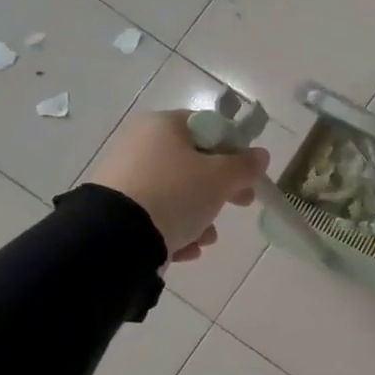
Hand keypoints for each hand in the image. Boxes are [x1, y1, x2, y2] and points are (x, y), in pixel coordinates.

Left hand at [87, 110, 268, 263]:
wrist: (114, 236)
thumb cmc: (175, 194)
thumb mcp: (221, 178)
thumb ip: (245, 165)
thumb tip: (261, 155)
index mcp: (164, 125)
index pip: (210, 128)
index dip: (235, 151)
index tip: (248, 176)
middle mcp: (141, 143)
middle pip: (195, 162)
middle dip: (221, 189)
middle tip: (240, 204)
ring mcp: (124, 175)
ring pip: (177, 191)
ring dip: (200, 214)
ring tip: (206, 238)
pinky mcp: (114, 206)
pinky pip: (155, 212)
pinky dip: (174, 228)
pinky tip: (184, 249)